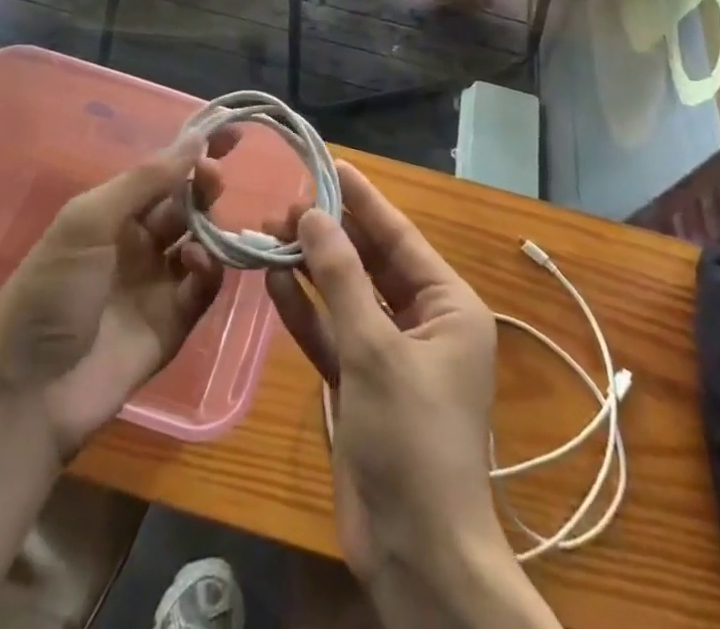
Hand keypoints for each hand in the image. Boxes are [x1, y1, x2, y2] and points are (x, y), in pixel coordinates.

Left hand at [0, 124, 236, 458]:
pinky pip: (203, 286)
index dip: (192, 150)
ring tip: (211, 219)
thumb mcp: (88, 222)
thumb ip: (144, 181)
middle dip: (203, 184)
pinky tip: (198, 264)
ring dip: (211, 224)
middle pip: (184, 203)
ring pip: (200, 241)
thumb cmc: (50, 292)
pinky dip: (208, 270)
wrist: (29, 394)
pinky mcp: (174, 323)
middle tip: (215, 176)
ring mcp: (156, 283)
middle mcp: (137, 243)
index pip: (161, 172)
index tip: (230, 131)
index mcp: (111, 214)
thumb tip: (194, 138)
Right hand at [267, 166, 514, 615]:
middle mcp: (423, 323)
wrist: (416, 554)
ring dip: (312, 267)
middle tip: (287, 199)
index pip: (399, 237)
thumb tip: (313, 214)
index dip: (364, 200)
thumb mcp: (375, 349)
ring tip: (272, 229)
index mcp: (448, 306)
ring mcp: (390, 355)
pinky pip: (331, 333)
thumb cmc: (411, 438)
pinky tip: (273, 281)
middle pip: (370, 263)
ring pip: (346, 296)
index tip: (331, 165)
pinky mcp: (361, 385)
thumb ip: (340, 278)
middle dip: (331, 232)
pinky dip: (305, 310)